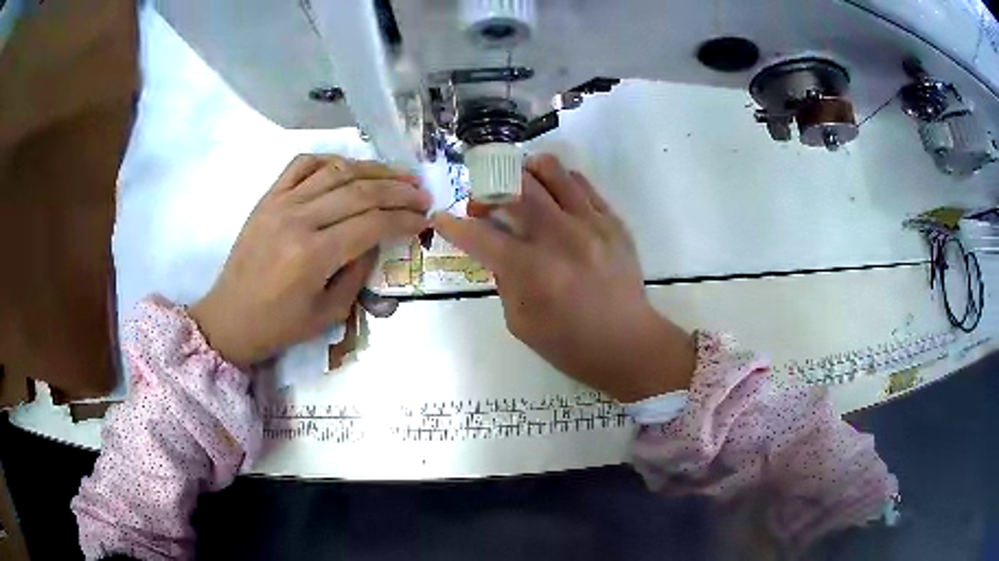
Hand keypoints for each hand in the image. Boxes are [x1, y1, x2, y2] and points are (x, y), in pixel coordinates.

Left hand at [190, 155, 429, 369]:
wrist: (230, 317)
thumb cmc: (279, 325)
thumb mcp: (328, 314)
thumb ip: (358, 273)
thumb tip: (376, 239)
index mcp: (313, 255)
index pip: (372, 224)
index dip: (404, 219)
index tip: (425, 219)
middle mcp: (298, 220)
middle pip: (360, 191)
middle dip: (399, 190)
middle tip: (422, 194)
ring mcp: (281, 203)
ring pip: (336, 170)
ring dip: (373, 169)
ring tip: (398, 175)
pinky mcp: (268, 197)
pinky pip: (303, 164)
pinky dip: (330, 159)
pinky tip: (349, 167)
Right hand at [433, 155, 694, 401]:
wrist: (629, 343)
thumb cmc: (570, 344)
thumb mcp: (521, 322)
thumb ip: (503, 279)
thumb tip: (496, 248)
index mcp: (533, 271)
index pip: (481, 236)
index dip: (453, 225)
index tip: (442, 219)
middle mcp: (560, 237)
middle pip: (513, 186)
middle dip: (487, 191)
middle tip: (485, 206)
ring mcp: (590, 223)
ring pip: (549, 170)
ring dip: (523, 173)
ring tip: (518, 189)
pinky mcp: (612, 220)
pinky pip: (579, 182)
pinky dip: (557, 182)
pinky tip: (552, 198)